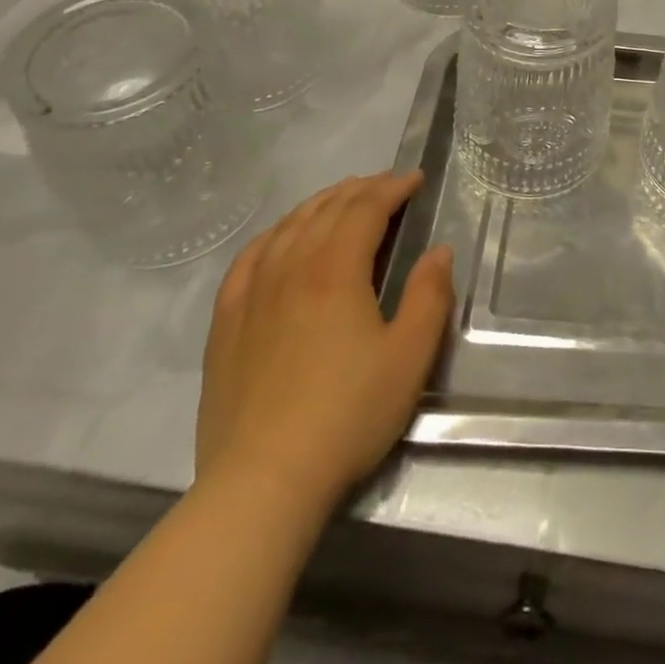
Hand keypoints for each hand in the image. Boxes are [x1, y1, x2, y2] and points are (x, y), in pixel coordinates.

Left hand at [196, 171, 453, 510]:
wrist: (262, 483)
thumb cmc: (347, 415)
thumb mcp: (409, 356)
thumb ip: (429, 296)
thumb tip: (438, 252)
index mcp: (335, 270)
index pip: (366, 208)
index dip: (393, 188)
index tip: (416, 180)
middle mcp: (290, 268)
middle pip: (326, 210)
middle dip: (361, 189)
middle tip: (388, 185)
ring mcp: (252, 295)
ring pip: (287, 227)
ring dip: (320, 204)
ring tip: (342, 199)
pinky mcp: (226, 324)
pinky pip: (248, 259)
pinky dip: (273, 235)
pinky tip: (281, 237)